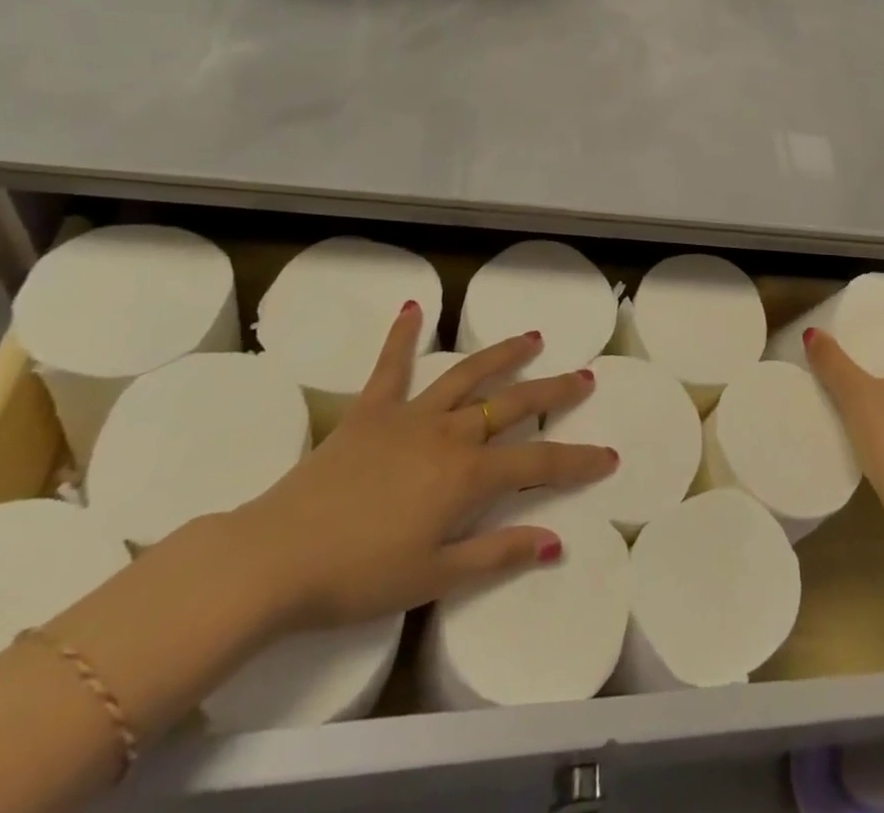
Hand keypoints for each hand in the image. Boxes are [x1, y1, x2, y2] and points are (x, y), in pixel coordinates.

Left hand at [229, 303, 615, 631]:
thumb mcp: (434, 576)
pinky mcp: (370, 411)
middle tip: (584, 377)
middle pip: (513, 405)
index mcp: (467, 476)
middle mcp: (449, 434)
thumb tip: (554, 541)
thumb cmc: (358, 576)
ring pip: (467, 375)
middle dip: (554, 392)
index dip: (577, 461)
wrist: (275, 559)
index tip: (608, 456)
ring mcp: (410, 416)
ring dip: (503, 354)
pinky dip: (402, 335)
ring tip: (532, 337)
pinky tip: (413, 307)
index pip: (538, 464)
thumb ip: (496, 554)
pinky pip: (390, 366)